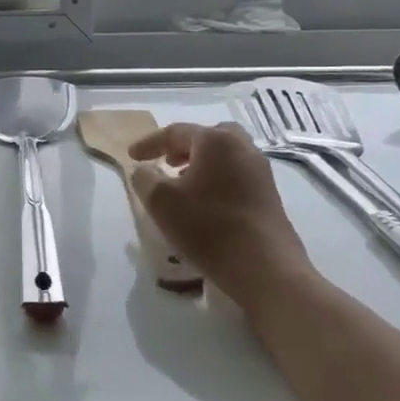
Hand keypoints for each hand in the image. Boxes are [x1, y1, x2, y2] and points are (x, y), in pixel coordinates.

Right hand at [127, 122, 316, 315]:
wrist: (265, 268)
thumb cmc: (208, 227)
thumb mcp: (161, 202)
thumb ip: (145, 178)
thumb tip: (144, 170)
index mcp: (216, 141)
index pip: (175, 132)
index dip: (150, 143)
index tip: (131, 156)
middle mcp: (242, 148)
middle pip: (208, 137)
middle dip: (183, 147)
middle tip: (165, 162)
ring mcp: (260, 172)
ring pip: (225, 156)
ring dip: (201, 164)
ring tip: (182, 184)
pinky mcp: (269, 195)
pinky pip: (236, 175)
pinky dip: (216, 179)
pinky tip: (205, 203)